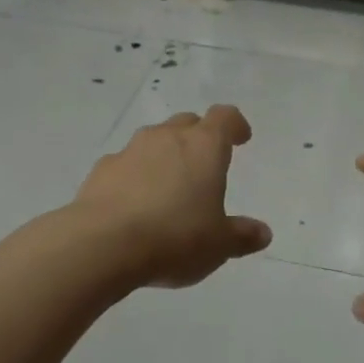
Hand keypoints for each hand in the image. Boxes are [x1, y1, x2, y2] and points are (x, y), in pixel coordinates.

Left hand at [72, 105, 272, 286]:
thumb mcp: (219, 244)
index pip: (224, 117)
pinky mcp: (101, 170)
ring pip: (154, 141)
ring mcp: (130, 150)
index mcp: (204, 146)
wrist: (102, 245)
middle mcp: (167, 137)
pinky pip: (125, 164)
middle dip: (198, 137)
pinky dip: (134, 176)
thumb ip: (242, 236)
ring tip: (168, 187)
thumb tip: (263, 233)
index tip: (241, 138)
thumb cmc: (175, 237)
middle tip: (205, 163)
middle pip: (187, 123)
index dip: (235, 125)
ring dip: (164, 156)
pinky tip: (134, 204)